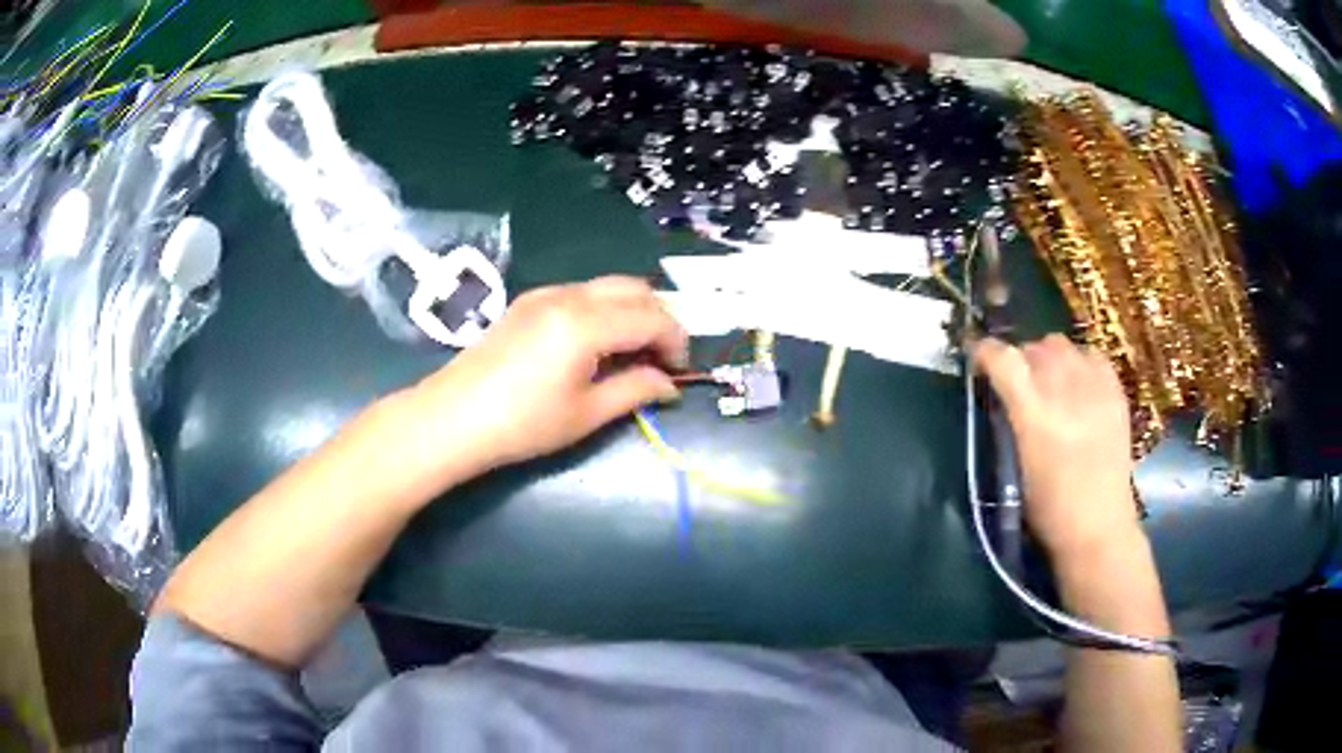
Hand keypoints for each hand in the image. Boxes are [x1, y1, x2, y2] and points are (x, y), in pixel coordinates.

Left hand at [405, 276, 688, 474]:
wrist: (453, 418)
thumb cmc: (522, 424)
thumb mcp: (586, 414)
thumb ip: (635, 390)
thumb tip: (668, 385)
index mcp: (587, 323)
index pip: (652, 316)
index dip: (675, 341)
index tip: (680, 371)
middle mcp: (569, 295)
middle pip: (634, 288)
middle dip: (658, 318)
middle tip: (661, 359)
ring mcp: (545, 294)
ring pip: (607, 286)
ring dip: (631, 311)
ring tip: (631, 354)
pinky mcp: (529, 302)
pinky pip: (582, 293)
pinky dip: (604, 310)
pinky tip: (596, 345)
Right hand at [973, 335, 1142, 561]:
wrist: (1099, 529)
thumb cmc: (1048, 510)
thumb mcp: (1014, 468)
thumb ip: (1008, 422)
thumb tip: (999, 391)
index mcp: (1034, 417)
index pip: (1004, 360)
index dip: (986, 352)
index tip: (978, 360)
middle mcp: (1065, 392)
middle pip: (1034, 347)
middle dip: (1019, 359)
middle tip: (1017, 383)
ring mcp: (1095, 389)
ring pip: (1062, 344)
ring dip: (1048, 357)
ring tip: (1049, 382)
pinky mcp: (1116, 393)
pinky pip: (1092, 355)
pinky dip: (1078, 361)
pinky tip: (1077, 384)